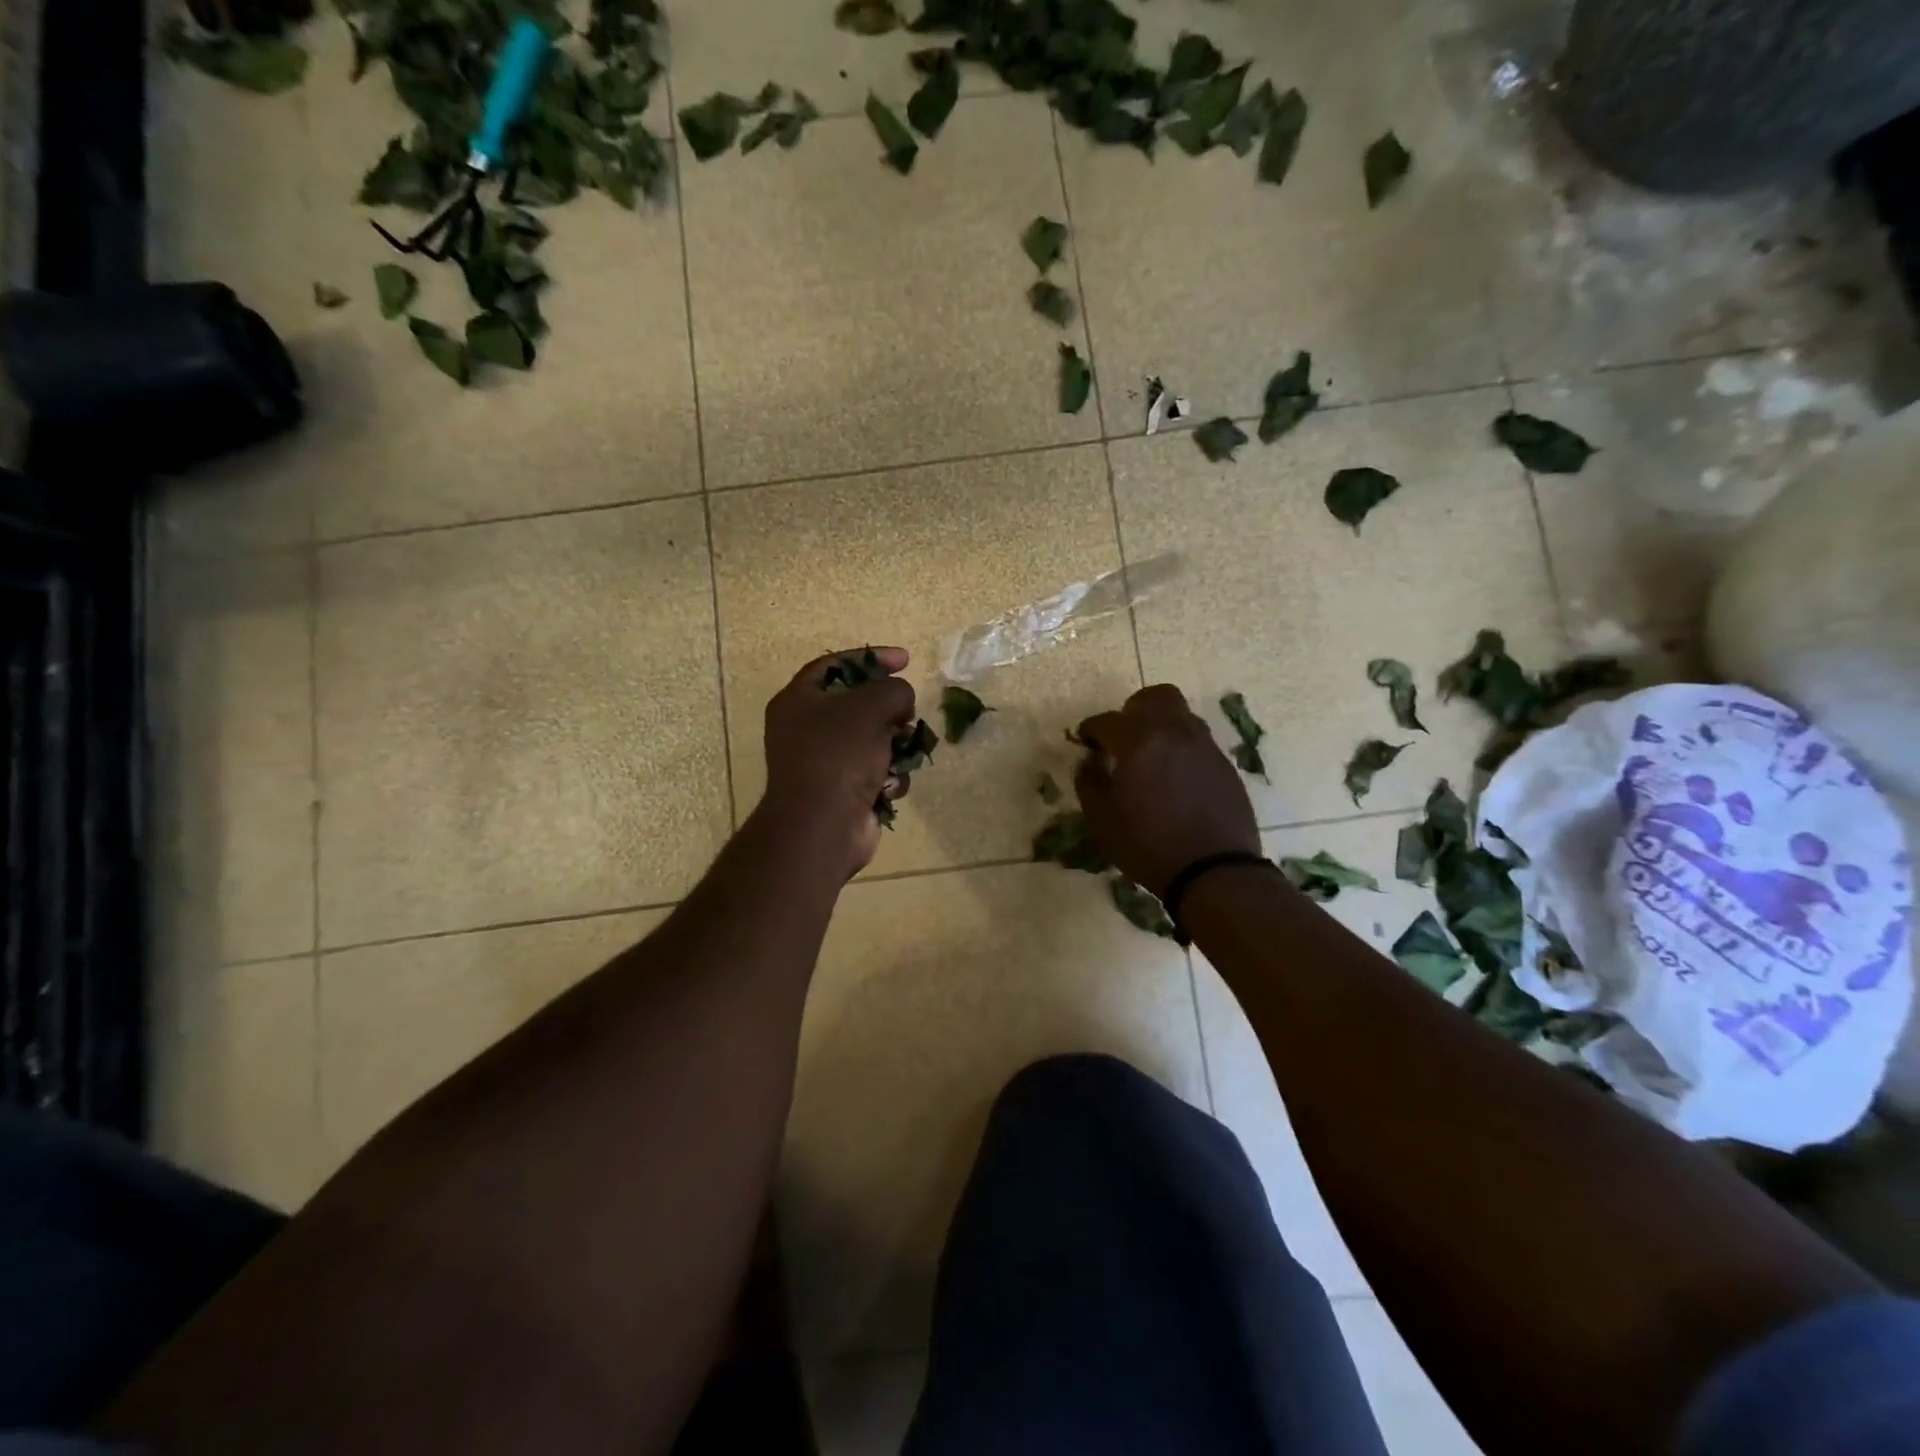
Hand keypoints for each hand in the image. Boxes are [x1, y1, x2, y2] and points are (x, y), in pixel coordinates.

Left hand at [758, 647, 916, 880]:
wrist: (823, 826)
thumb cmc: (839, 755)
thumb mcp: (871, 706)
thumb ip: (893, 690)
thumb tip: (901, 703)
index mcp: (798, 701)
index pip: (835, 665)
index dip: (871, 657)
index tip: (905, 660)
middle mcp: (805, 730)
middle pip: (857, 704)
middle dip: (888, 709)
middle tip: (907, 712)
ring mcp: (824, 763)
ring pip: (873, 740)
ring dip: (894, 746)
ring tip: (901, 753)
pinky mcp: (843, 792)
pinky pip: (875, 772)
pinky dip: (888, 777)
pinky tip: (888, 787)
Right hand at [1075, 684, 1259, 897]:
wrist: (1214, 871)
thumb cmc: (1148, 845)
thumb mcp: (1102, 819)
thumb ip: (1089, 782)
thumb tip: (1088, 762)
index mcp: (1139, 740)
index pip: (1107, 720)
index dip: (1090, 730)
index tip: (1084, 743)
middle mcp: (1174, 732)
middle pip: (1154, 697)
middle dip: (1133, 710)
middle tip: (1121, 738)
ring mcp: (1204, 746)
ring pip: (1180, 716)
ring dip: (1160, 726)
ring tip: (1149, 757)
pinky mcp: (1224, 764)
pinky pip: (1197, 741)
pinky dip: (1180, 748)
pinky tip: (1173, 778)